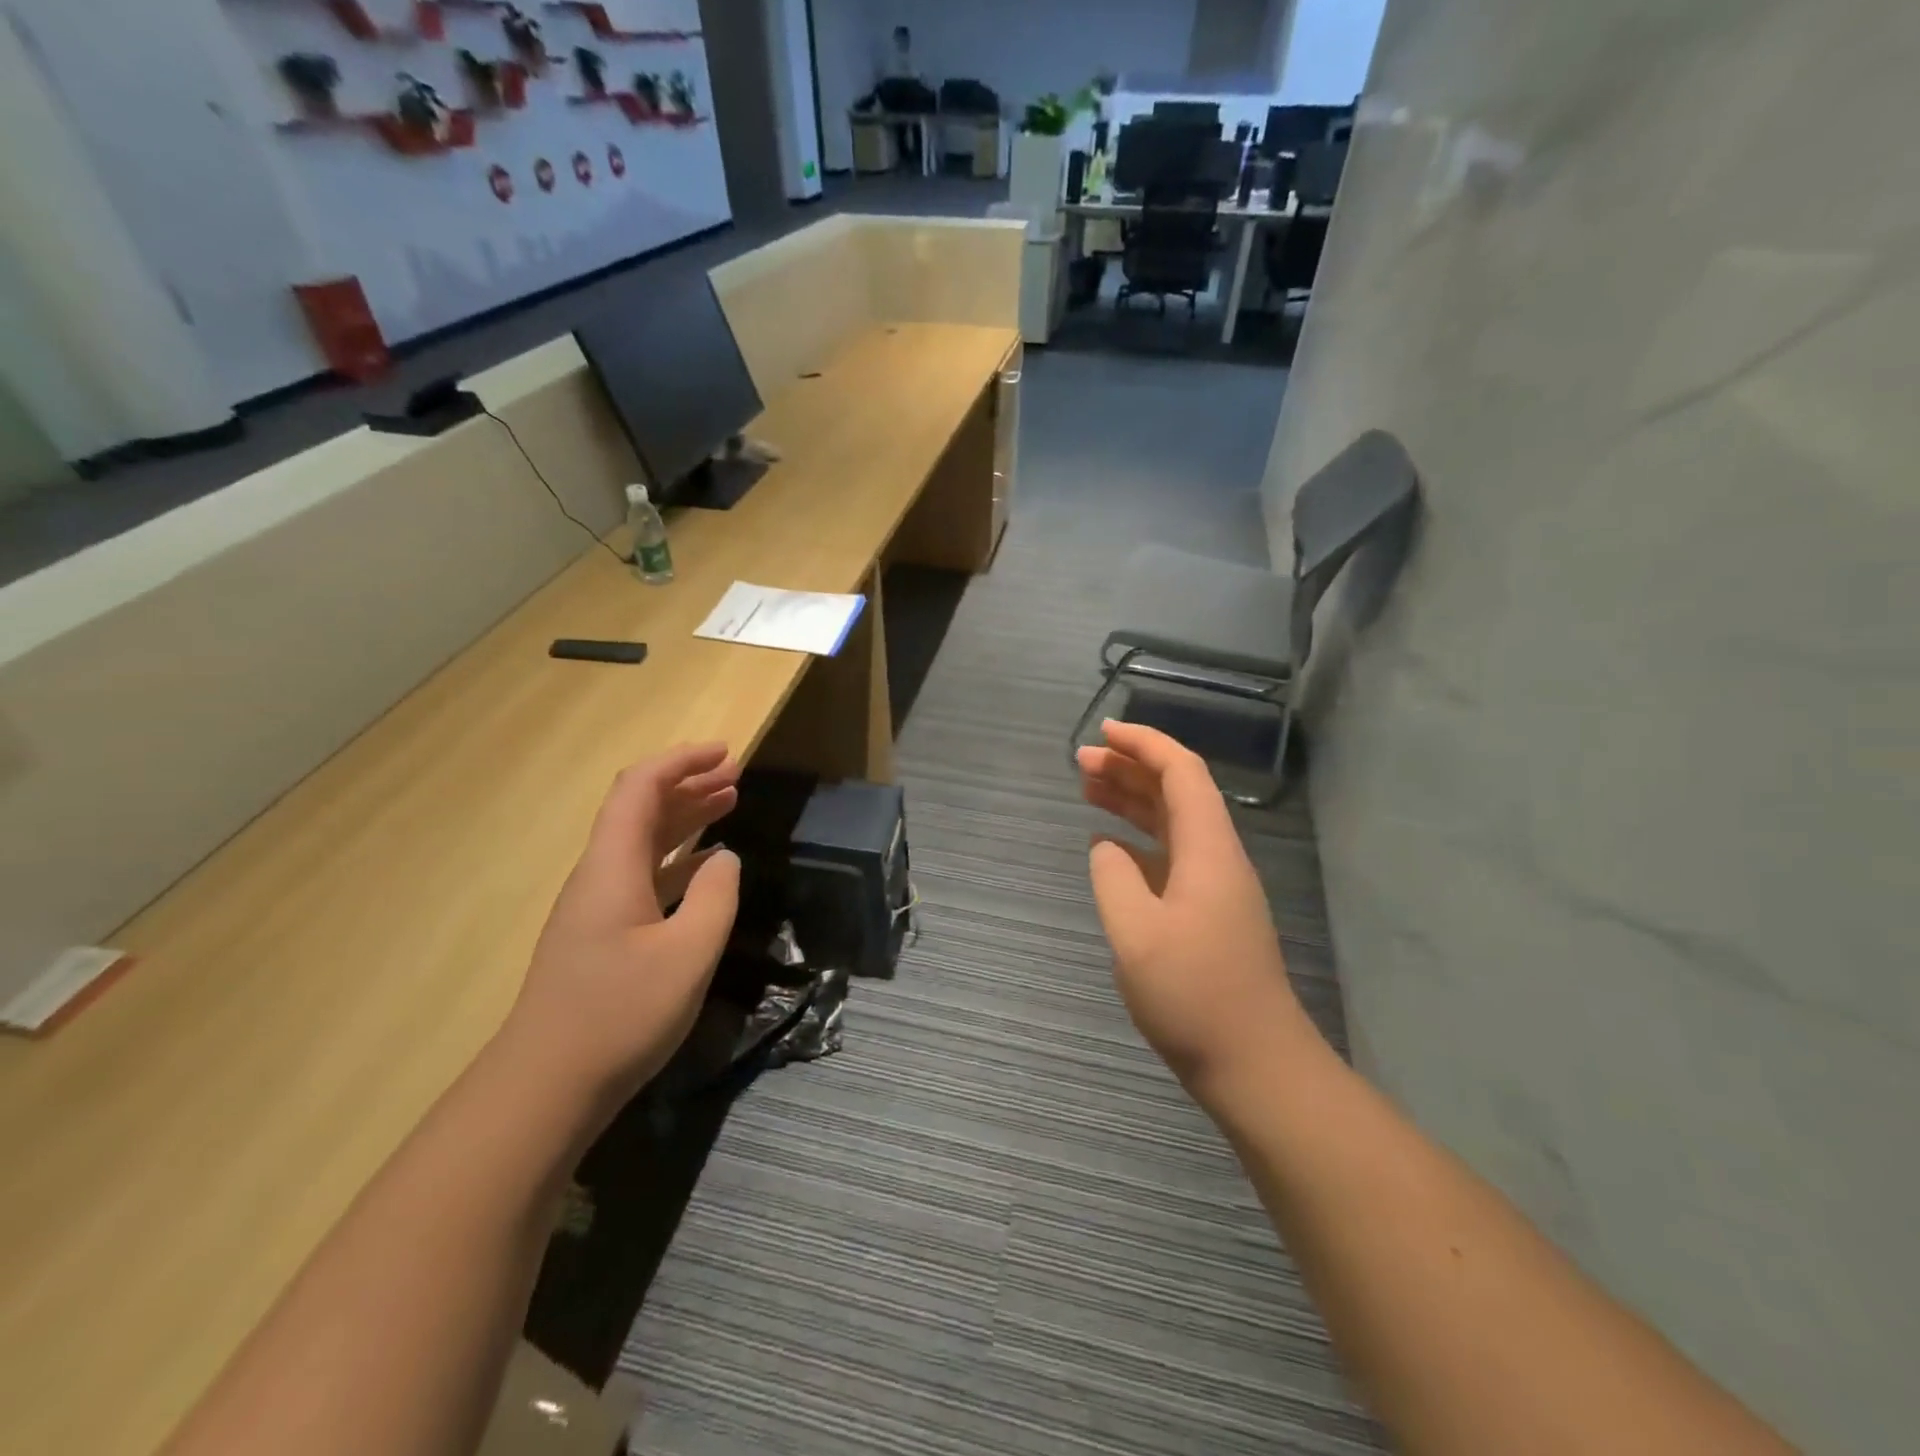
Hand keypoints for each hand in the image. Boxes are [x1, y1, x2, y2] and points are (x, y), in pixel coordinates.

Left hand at [508, 744, 741, 1114]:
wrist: (546, 1087)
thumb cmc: (621, 1014)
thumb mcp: (689, 953)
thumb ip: (716, 897)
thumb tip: (725, 860)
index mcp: (612, 867)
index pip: (641, 788)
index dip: (682, 761)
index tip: (726, 752)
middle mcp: (599, 875)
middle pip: (641, 809)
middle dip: (688, 784)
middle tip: (735, 776)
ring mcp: (596, 907)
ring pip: (641, 842)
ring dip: (684, 818)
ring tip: (728, 805)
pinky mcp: (600, 935)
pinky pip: (642, 875)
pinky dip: (677, 858)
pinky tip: (705, 868)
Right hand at [1078, 721, 1314, 1102]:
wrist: (1255, 1065)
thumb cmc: (1195, 996)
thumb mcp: (1136, 934)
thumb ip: (1112, 878)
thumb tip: (1105, 848)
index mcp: (1208, 849)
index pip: (1181, 772)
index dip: (1144, 744)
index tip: (1103, 732)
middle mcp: (1217, 858)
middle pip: (1176, 793)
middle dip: (1129, 769)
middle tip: (1080, 763)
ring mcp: (1216, 887)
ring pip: (1172, 824)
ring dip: (1132, 802)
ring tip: (1087, 790)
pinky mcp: (1208, 914)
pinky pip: (1170, 856)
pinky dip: (1137, 840)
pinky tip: (1109, 848)